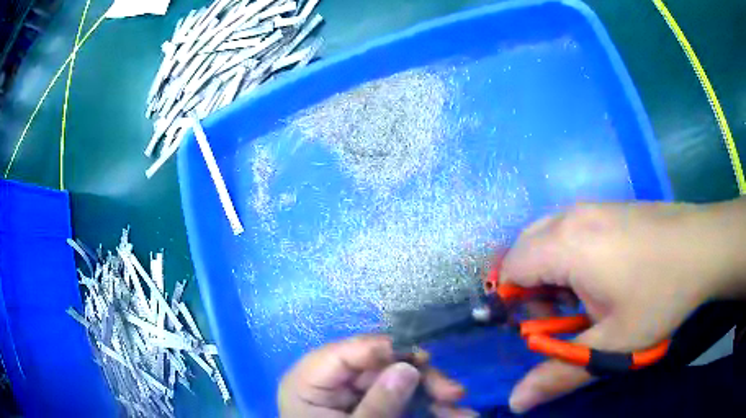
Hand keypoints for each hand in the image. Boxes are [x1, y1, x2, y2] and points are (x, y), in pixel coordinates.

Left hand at [278, 335, 476, 416]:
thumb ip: (377, 403)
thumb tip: (408, 366)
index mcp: (308, 381)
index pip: (347, 351)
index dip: (388, 349)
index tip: (426, 359)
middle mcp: (330, 381)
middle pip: (380, 366)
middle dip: (421, 378)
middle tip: (454, 394)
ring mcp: (350, 394)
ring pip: (396, 382)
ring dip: (431, 395)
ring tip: (461, 412)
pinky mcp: (368, 405)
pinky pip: (398, 399)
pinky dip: (424, 406)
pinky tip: (450, 413)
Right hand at [501, 202, 741, 412]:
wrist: (704, 246)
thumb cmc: (661, 295)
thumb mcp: (613, 345)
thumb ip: (560, 373)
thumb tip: (516, 402)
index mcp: (567, 244)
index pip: (511, 268)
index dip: (512, 301)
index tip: (537, 327)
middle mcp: (573, 216)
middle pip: (525, 248)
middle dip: (530, 286)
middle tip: (560, 314)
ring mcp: (594, 206)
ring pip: (549, 236)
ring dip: (551, 271)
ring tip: (583, 297)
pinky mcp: (611, 206)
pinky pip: (572, 228)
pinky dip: (571, 254)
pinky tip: (604, 274)